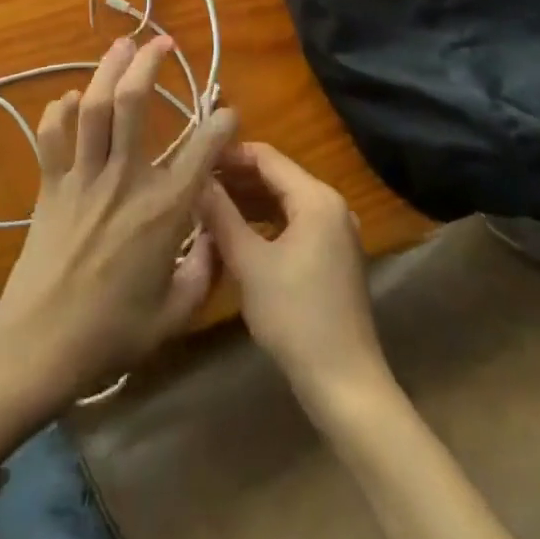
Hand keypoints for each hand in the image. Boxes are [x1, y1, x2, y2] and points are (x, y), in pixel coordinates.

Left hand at [0, 35, 237, 400]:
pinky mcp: (50, 185)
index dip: (220, 124)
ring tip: (122, 46)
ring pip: (94, 107)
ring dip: (108, 70)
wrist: (39, 344)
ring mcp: (82, 177)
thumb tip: (216, 239)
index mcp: (162, 210)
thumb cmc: (112, 334)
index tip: (228, 110)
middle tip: (162, 41)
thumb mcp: (175, 314)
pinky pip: (52, 137)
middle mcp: (123, 180)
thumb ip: (204, 272)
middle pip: (133, 104)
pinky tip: (70, 98)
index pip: (201, 151)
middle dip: (149, 65)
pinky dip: (59, 112)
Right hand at [201, 143, 387, 412]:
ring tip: (208, 208)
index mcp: (316, 198)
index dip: (229, 155)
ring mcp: (336, 231)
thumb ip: (220, 214)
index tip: (194, 160)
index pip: (266, 157)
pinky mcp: (334, 255)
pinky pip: (294, 223)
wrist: (344, 383)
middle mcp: (331, 205)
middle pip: (276, 176)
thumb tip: (196, 180)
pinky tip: (236, 234)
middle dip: (236, 179)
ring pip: (284, 201)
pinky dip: (266, 223)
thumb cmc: (294, 316)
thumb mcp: (248, 262)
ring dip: (248, 202)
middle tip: (195, 185)